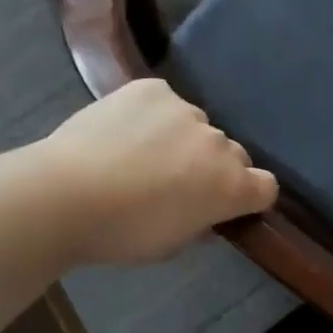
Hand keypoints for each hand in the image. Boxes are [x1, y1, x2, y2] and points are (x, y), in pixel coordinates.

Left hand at [39, 79, 277, 267]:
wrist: (66, 194)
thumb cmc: (121, 233)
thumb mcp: (172, 244)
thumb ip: (200, 221)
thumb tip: (204, 209)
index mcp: (230, 185)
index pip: (266, 186)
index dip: (249, 196)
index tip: (226, 205)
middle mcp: (218, 142)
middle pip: (230, 153)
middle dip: (211, 167)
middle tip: (174, 183)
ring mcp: (185, 109)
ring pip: (195, 125)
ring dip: (181, 139)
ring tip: (139, 155)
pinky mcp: (153, 88)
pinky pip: (164, 102)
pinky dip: (152, 115)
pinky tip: (124, 131)